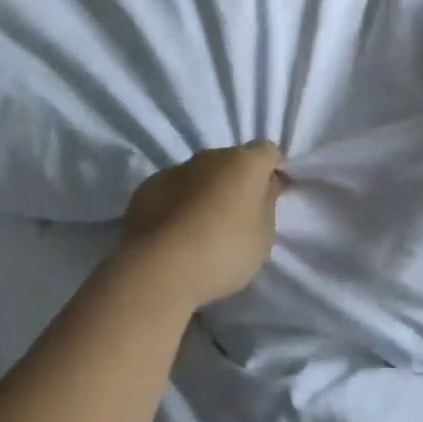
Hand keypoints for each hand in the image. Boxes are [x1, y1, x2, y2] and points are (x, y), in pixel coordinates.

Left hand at [121, 142, 287, 307]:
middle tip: (239, 213)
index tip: (275, 193)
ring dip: (206, 190)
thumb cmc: (225, 250)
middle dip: (238, 180)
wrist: (160, 269)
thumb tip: (266, 185)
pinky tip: (176, 232)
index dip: (274, 169)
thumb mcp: (264, 235)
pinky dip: (178, 203)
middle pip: (232, 161)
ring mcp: (176, 170)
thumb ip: (267, 204)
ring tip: (204, 226)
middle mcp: (211, 156)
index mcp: (245, 162)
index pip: (269, 152)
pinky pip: (172, 190)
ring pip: (200, 174)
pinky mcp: (147, 188)